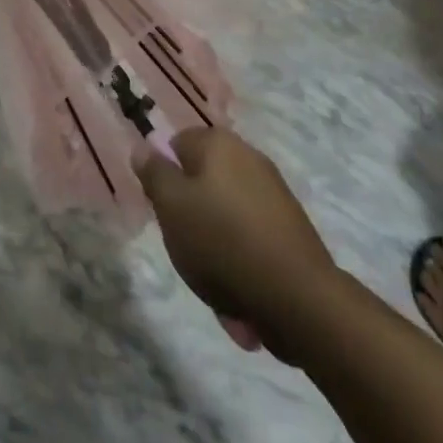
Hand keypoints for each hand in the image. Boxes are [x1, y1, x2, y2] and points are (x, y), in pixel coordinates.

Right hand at [134, 128, 333, 355]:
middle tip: (185, 249)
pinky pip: (251, 241)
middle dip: (191, 218)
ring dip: (215, 250)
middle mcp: (249, 157)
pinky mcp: (292, 229)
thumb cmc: (222, 242)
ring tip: (215, 286)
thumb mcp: (171, 206)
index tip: (164, 211)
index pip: (176, 145)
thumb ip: (154, 173)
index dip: (165, 178)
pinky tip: (241, 298)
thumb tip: (144, 147)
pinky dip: (242, 265)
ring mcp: (274, 193)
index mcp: (218, 143)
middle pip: (202, 182)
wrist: (299, 298)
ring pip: (226, 217)